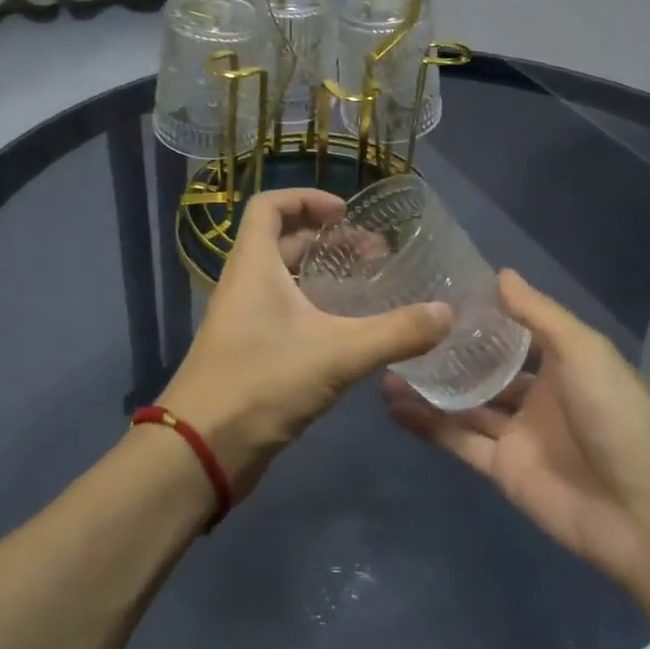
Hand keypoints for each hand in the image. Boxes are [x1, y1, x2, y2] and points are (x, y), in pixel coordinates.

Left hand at [159, 188, 450, 497]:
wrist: (203, 450)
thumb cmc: (263, 382)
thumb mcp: (338, 354)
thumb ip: (396, 332)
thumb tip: (446, 314)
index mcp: (254, 265)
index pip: (270, 205)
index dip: (306, 198)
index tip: (346, 212)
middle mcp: (245, 284)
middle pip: (284, 241)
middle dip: (330, 241)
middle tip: (376, 255)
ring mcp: (245, 319)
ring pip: (286, 280)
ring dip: (325, 276)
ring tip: (370, 288)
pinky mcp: (249, 351)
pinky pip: (285, 312)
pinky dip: (316, 308)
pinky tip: (350, 331)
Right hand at [384, 270, 649, 591]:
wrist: (644, 511)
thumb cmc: (617, 415)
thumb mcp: (584, 350)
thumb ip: (540, 315)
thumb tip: (502, 274)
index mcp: (563, 363)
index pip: (516, 333)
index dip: (484, 317)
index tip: (441, 297)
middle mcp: (539, 395)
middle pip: (485, 370)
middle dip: (449, 355)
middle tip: (403, 333)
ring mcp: (518, 434)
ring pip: (465, 405)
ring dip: (430, 389)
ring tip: (386, 367)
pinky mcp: (502, 470)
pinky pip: (458, 442)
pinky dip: (428, 426)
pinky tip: (394, 407)